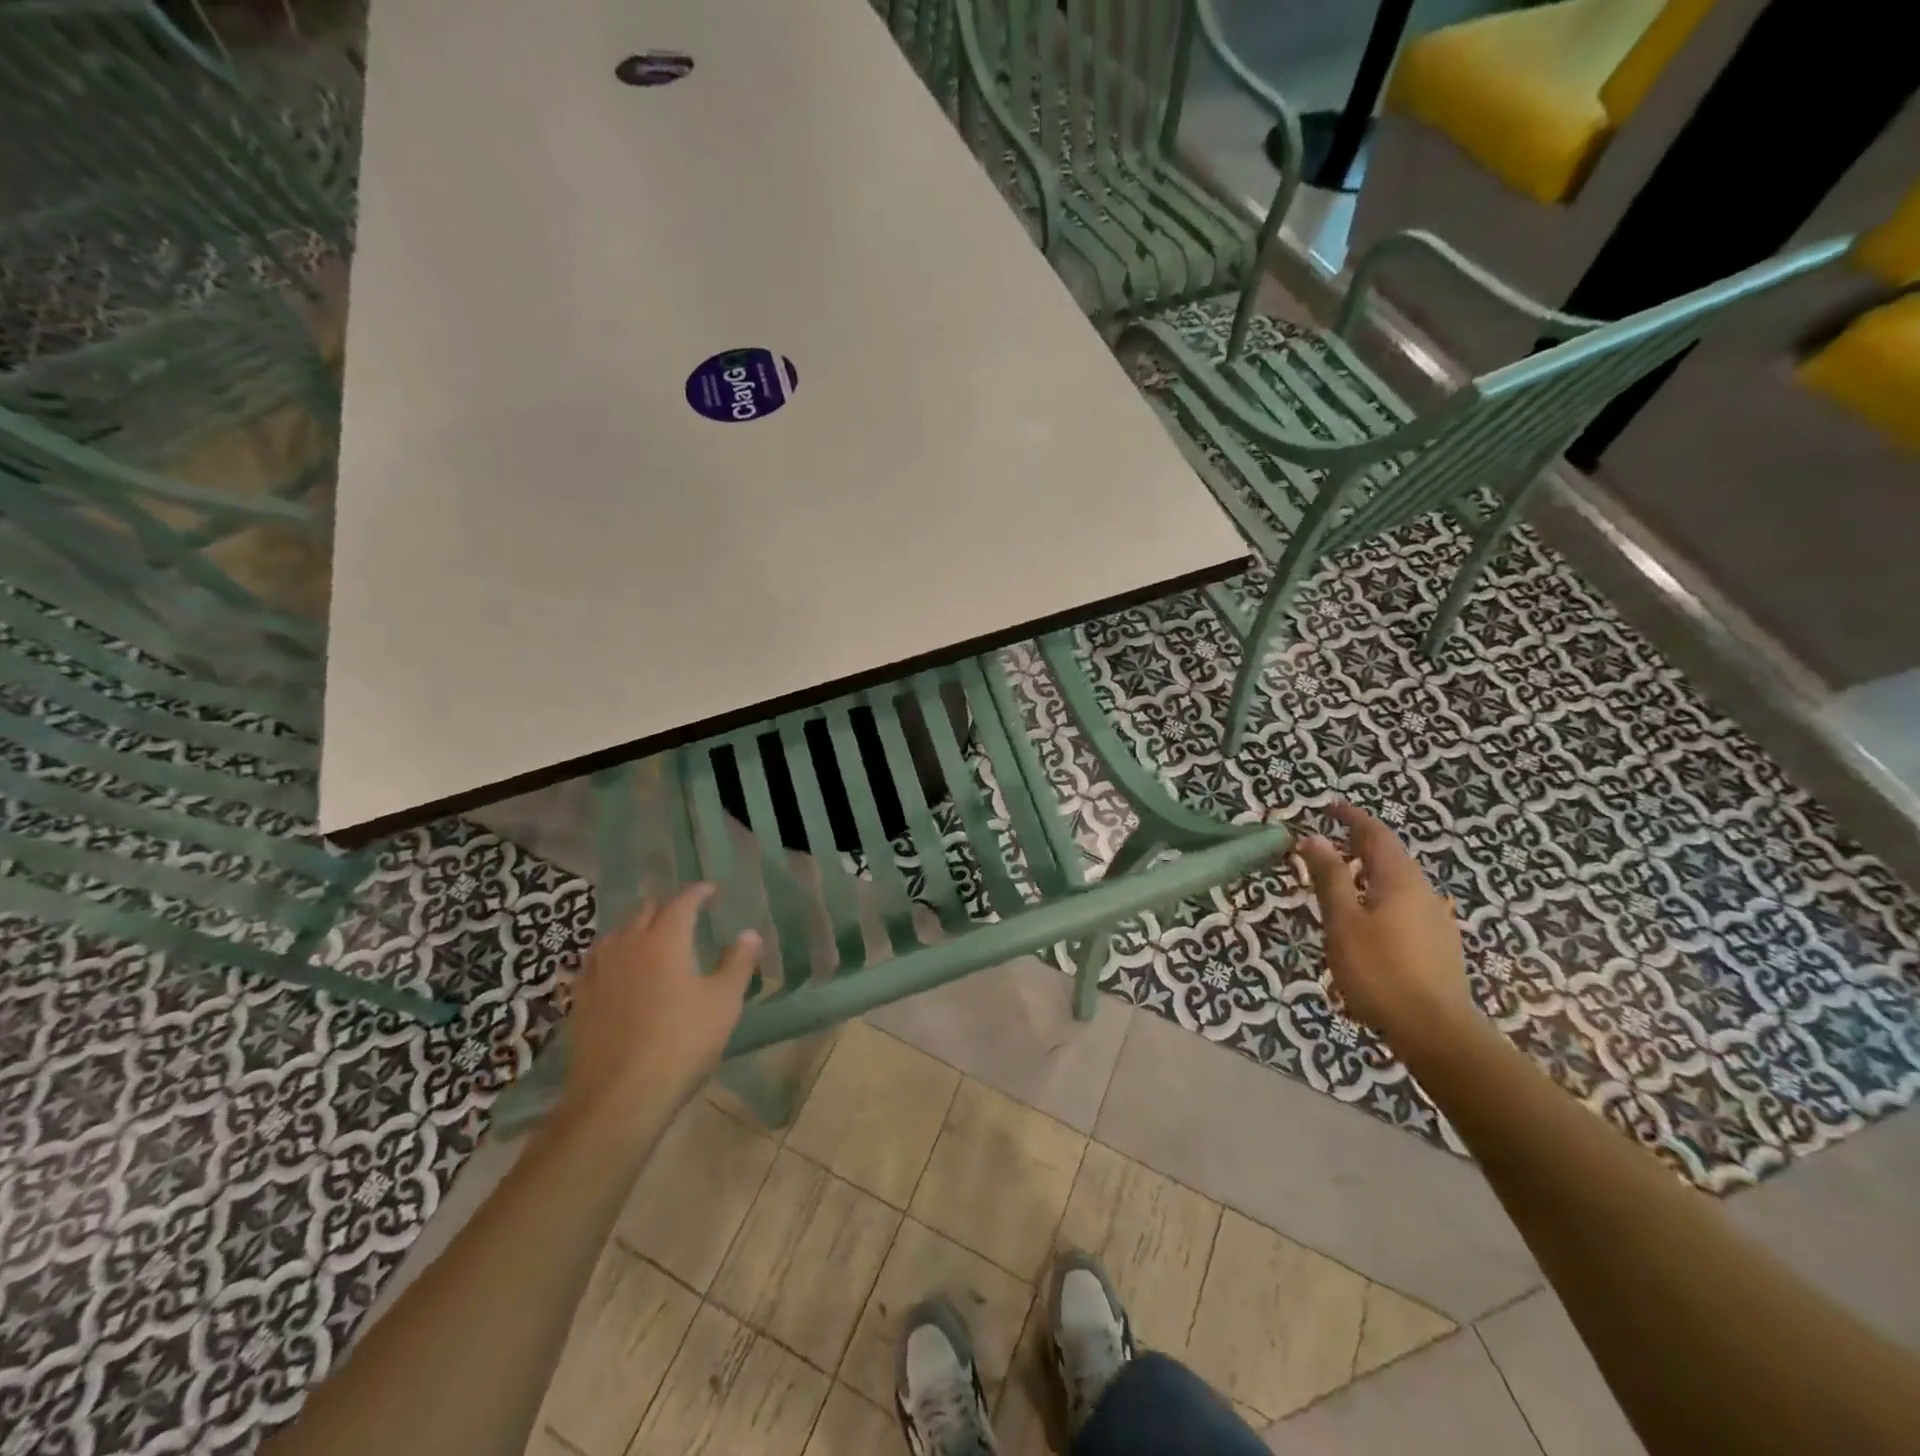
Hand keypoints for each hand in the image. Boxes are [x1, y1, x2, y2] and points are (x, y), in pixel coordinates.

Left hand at [558, 884, 760, 1136]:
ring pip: (616, 935)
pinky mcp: (581, 1001)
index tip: (710, 889)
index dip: (697, 893)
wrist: (619, 1096)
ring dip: (635, 928)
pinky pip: (595, 963)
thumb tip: (749, 934)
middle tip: (684, 913)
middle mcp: (628, 946)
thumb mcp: (724, 1002)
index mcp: (665, 939)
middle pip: (644, 912)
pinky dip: (611, 956)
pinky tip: (616, 970)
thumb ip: (737, 963)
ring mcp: (599, 973)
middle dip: (666, 907)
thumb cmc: (681, 1042)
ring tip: (649, 936)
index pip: (682, 902)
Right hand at [1296, 803, 1476, 1049]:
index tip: (1329, 807)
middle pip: (1390, 856)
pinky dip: (1379, 896)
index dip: (1352, 818)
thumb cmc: (1380, 971)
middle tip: (1328, 842)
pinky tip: (1366, 918)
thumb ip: (1329, 877)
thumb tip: (1314, 837)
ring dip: (1369, 872)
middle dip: (1360, 844)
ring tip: (1341, 878)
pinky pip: (1404, 905)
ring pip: (1398, 883)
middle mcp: (1424, 892)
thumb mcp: (1343, 921)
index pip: (1376, 834)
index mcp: (1400, 880)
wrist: (1436, 1033)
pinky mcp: (1438, 946)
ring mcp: (1436, 921)